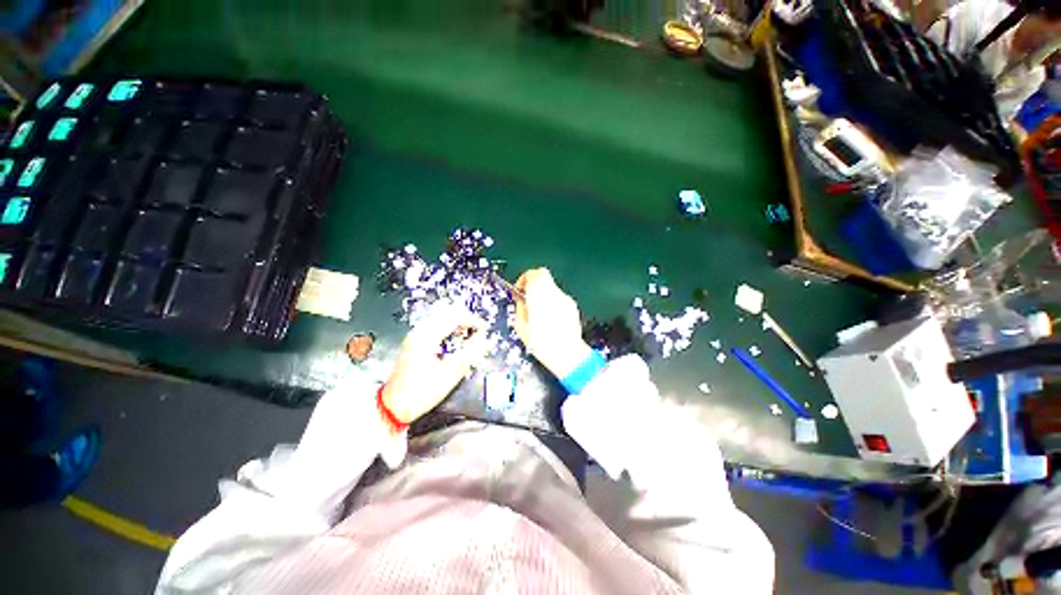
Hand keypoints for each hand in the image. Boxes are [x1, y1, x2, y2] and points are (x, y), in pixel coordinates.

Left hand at [382, 303, 488, 423]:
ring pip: (442, 319)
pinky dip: (449, 330)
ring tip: (470, 337)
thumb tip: (483, 338)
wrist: (393, 407)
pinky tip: (455, 342)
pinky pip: (436, 327)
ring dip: (458, 325)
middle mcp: (419, 331)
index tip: (485, 330)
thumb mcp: (450, 374)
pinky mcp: (414, 342)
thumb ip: (470, 353)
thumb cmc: (421, 391)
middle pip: (447, 314)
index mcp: (427, 336)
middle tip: (479, 332)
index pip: (455, 317)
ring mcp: (415, 336)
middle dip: (466, 321)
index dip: (473, 321)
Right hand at [514, 268, 590, 378]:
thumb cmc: (542, 344)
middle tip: (527, 295)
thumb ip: (520, 308)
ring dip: (542, 292)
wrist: (567, 354)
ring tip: (538, 310)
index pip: (532, 274)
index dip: (523, 279)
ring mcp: (564, 298)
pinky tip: (550, 317)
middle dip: (533, 281)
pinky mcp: (572, 305)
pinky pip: (558, 296)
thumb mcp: (522, 327)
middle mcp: (553, 293)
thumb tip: (521, 300)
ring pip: (550, 285)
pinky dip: (551, 300)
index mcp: (539, 297)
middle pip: (543, 274)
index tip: (519, 290)